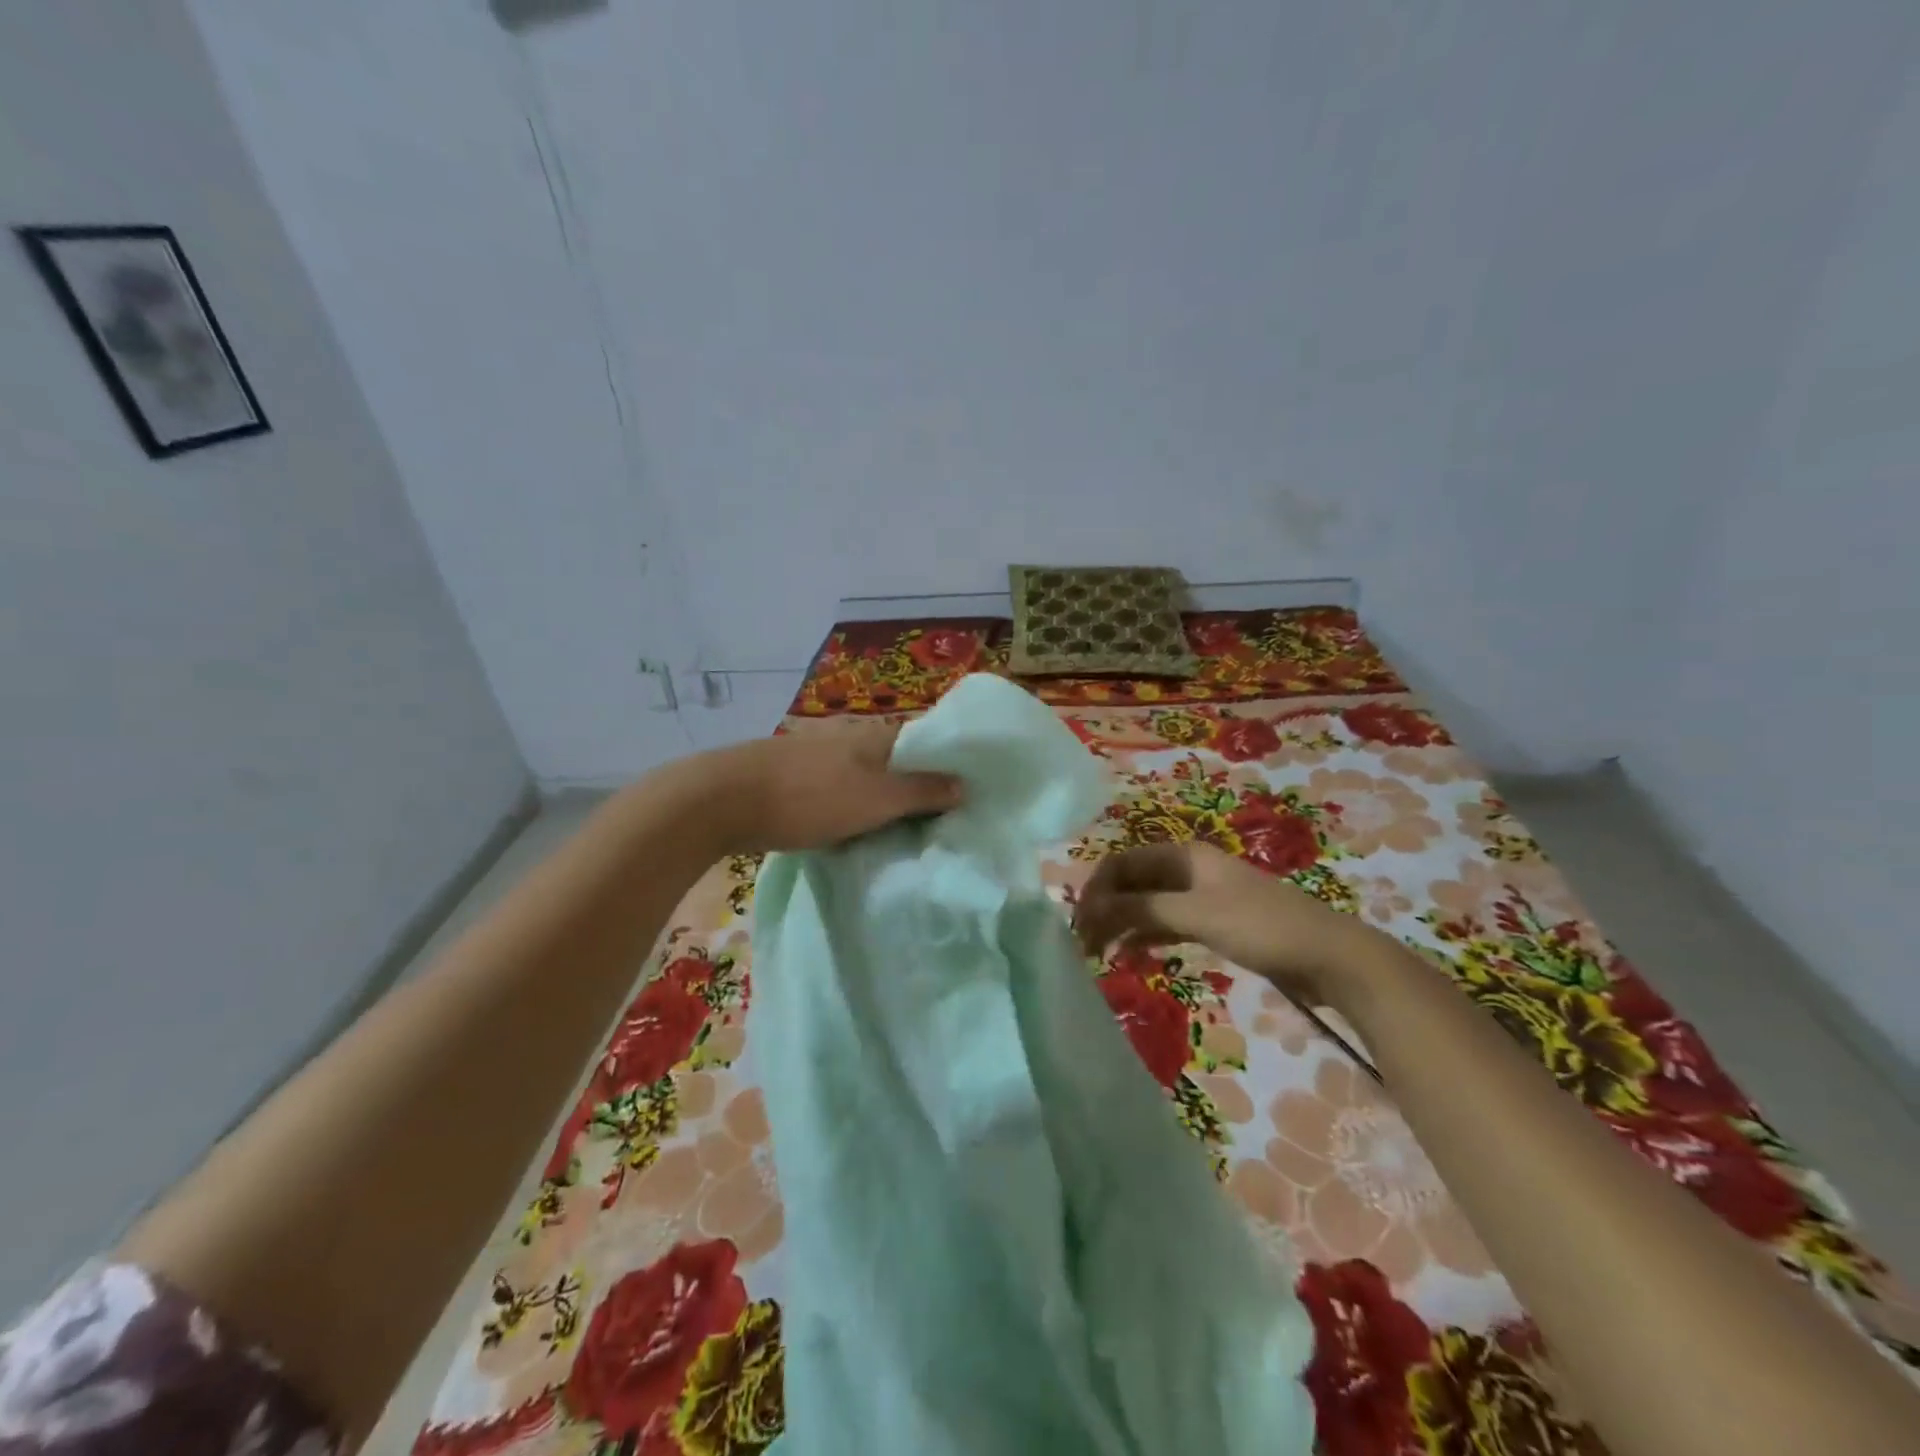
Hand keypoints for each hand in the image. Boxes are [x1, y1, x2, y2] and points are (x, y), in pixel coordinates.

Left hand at [693, 724, 964, 853]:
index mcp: (877, 737)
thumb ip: (921, 791)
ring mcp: (822, 757)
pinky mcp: (798, 779)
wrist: (723, 800)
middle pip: (900, 762)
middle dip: (921, 788)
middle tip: (944, 822)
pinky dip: (858, 809)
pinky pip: (843, 792)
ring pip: (869, 778)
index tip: (971, 795)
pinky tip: (860, 831)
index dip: (951, 765)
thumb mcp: (876, 799)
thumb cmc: (810, 797)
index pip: (928, 741)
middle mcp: (853, 739)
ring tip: (907, 832)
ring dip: (888, 801)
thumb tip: (965, 784)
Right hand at [1073, 841, 1369, 1003]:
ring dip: (1121, 925)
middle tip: (1083, 945)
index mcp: (1183, 855)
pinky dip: (1145, 938)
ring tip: (1099, 955)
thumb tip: (1088, 909)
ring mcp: (1200, 897)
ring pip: (1146, 906)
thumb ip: (1141, 910)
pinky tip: (1129, 957)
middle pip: (1131, 884)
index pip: (1121, 863)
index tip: (1078, 924)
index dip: (1096, 889)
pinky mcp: (1213, 923)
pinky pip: (1165, 924)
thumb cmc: (1262, 927)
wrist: (1330, 957)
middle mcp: (1187, 870)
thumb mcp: (1196, 915)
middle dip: (1104, 909)